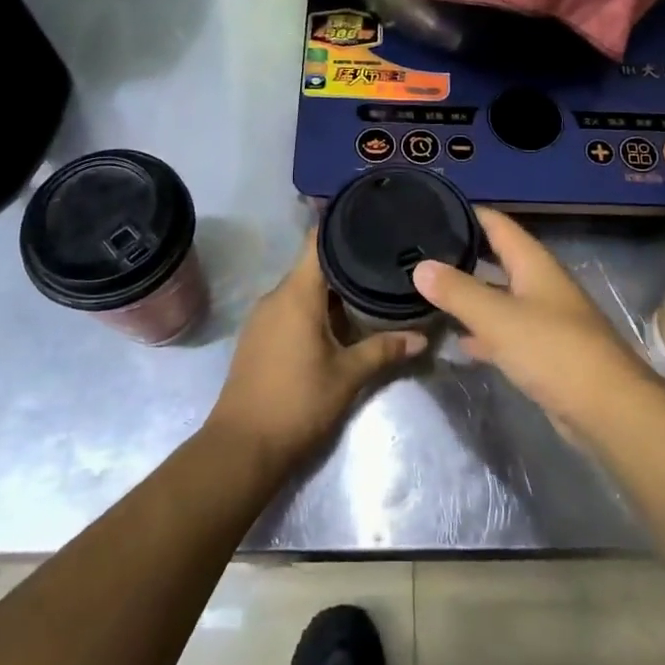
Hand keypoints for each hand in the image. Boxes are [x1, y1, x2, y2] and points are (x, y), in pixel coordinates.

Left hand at [206, 232, 426, 474]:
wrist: (242, 447)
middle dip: (347, 262)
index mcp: (296, 293)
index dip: (342, 225)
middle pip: (313, 265)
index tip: (370, 216)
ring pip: (302, 289)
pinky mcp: (258, 337)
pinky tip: (339, 320)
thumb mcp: (348, 375)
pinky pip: (290, 308)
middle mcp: (275, 296)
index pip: (317, 242)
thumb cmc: (297, 402)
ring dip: (331, 289)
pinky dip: (314, 307)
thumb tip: (422, 337)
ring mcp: (262, 317)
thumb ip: (384, 350)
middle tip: (384, 258)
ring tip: (369, 287)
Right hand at [413, 207, 659, 435]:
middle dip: (463, 254)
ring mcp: (544, 319)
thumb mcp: (498, 317)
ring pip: (499, 297)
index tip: (431, 208)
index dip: (467, 213)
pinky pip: (506, 332)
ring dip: (470, 294)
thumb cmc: (554, 350)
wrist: (608, 409)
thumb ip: (458, 291)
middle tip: (420, 252)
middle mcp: (540, 284)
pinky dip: (482, 332)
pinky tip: (457, 339)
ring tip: (428, 291)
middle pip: (498, 259)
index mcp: (534, 263)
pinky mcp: (544, 352)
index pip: (497, 224)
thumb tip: (421, 266)